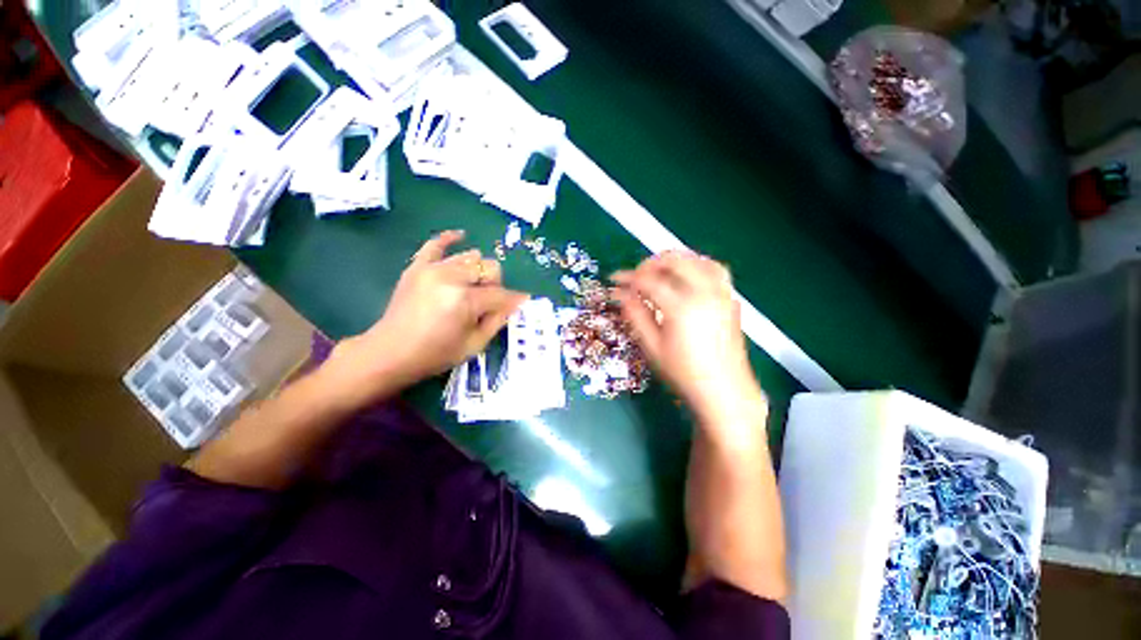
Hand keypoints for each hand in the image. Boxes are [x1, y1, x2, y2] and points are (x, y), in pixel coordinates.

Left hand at [327, 230, 528, 402]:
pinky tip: (461, 235)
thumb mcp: (474, 345)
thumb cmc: (435, 354)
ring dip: (477, 272)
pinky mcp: (418, 267)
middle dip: (494, 285)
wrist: (390, 352)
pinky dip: (449, 238)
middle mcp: (451, 277)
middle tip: (487, 302)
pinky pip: (435, 244)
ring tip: (472, 287)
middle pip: (489, 268)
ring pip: (470, 257)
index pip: (501, 294)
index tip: (521, 303)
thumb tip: (516, 303)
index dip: (513, 300)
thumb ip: (498, 320)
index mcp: (466, 300)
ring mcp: (432, 269)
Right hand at [612, 252, 763, 424]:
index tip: (615, 279)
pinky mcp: (729, 298)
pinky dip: (696, 264)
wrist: (724, 390)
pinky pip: (714, 268)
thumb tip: (619, 294)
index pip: (648, 281)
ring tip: (658, 272)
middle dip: (649, 264)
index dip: (628, 278)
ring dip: (673, 261)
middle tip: (635, 277)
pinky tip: (686, 275)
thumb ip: (635, 315)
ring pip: (696, 259)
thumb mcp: (652, 347)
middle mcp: (704, 293)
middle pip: (674, 261)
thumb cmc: (683, 373)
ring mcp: (721, 293)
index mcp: (681, 307)